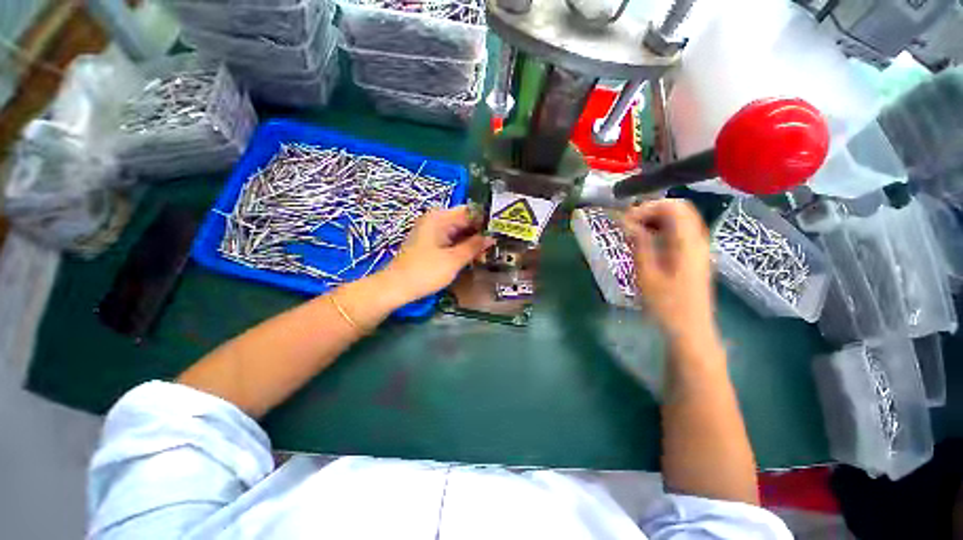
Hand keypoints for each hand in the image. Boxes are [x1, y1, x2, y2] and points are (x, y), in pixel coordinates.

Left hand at [383, 206, 494, 301]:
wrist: (396, 287)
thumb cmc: (426, 271)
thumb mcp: (454, 259)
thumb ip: (474, 246)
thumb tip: (491, 237)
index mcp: (440, 218)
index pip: (469, 211)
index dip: (486, 219)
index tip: (502, 228)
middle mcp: (435, 220)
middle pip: (464, 221)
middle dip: (481, 231)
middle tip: (499, 241)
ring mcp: (432, 232)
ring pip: (458, 232)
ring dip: (473, 240)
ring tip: (491, 248)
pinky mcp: (430, 243)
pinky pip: (451, 240)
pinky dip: (463, 246)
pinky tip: (475, 254)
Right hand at [622, 199, 715, 343]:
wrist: (690, 329)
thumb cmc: (666, 305)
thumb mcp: (647, 275)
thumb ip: (639, 245)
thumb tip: (629, 223)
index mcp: (688, 243)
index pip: (673, 207)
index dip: (648, 207)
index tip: (626, 221)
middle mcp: (698, 241)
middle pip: (679, 209)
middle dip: (651, 211)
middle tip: (629, 223)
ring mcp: (698, 248)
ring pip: (680, 220)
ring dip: (656, 220)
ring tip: (634, 232)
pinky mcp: (694, 257)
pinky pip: (680, 233)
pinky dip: (662, 230)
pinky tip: (646, 242)